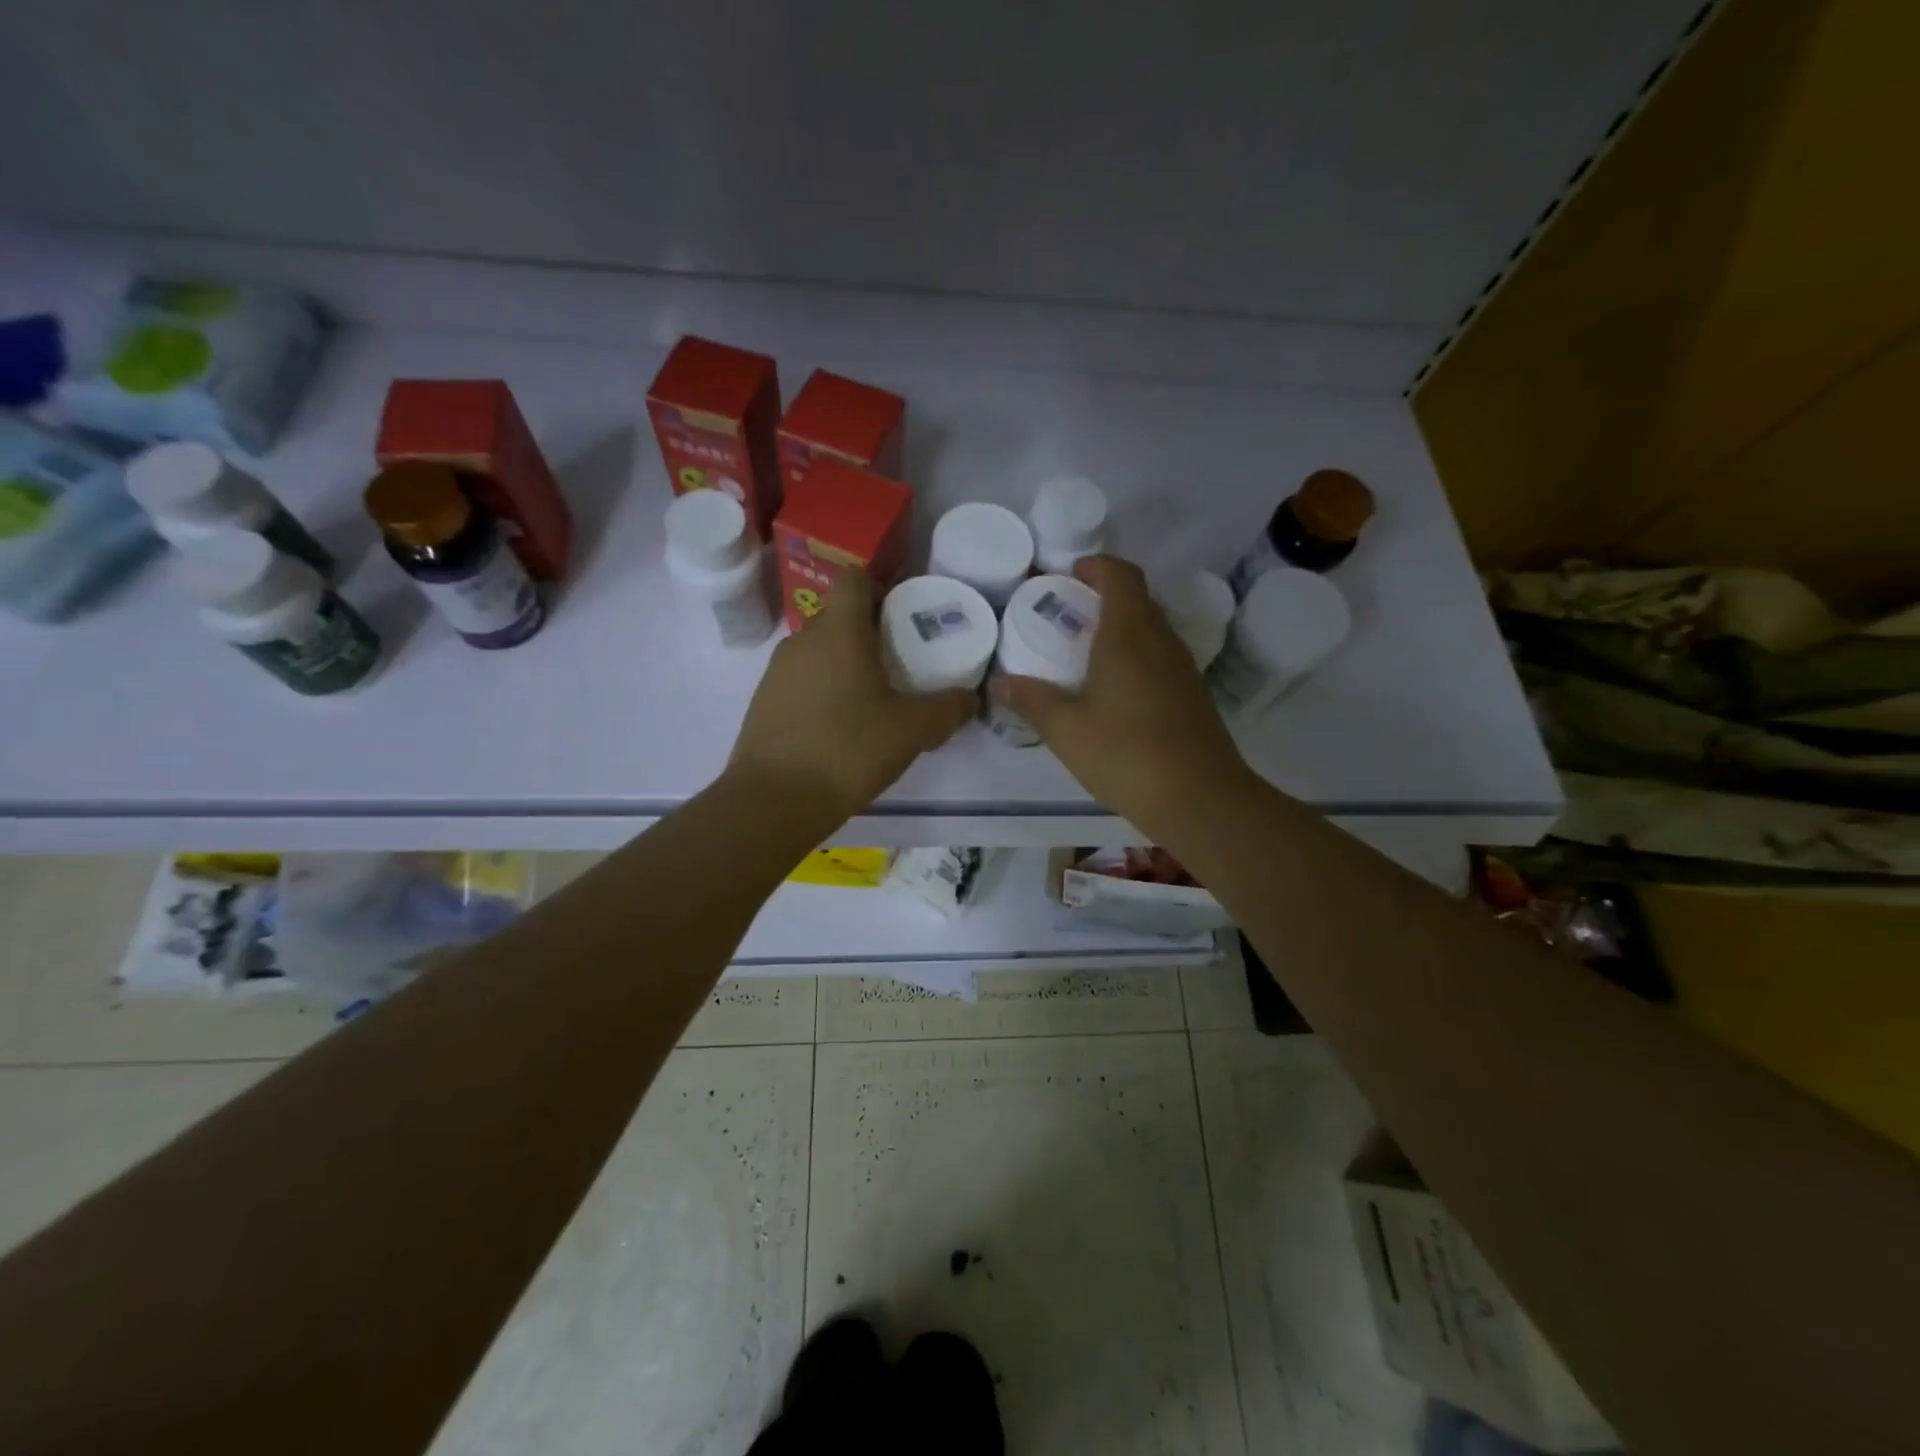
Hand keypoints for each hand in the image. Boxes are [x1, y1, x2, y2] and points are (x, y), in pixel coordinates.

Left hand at [730, 569, 975, 828]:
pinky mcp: (763, 703)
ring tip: (872, 701)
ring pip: (818, 651)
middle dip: (868, 633)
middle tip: (899, 664)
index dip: (879, 588)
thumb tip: (971, 698)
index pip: (854, 579)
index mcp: (839, 632)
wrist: (774, 801)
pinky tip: (840, 728)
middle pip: (838, 617)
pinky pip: (800, 681)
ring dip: (844, 664)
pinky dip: (822, 691)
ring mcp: (776, 672)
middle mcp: (802, 640)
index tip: (902, 618)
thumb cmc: (848, 750)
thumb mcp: (912, 731)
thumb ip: (948, 709)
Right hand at [990, 555, 1254, 840]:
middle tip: (1068, 615)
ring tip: (1086, 651)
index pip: (1120, 576)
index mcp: (1128, 635)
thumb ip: (1032, 701)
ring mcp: (1182, 667)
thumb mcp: (1066, 729)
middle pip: (1137, 598)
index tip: (1068, 575)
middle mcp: (1160, 640)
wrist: (1199, 798)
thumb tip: (1000, 683)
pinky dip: (1136, 655)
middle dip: (1103, 596)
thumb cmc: (1125, 754)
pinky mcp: (1192, 693)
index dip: (1096, 567)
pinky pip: (1160, 656)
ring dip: (1121, 627)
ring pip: (1151, 628)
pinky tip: (1115, 689)